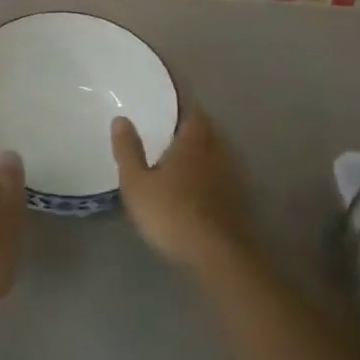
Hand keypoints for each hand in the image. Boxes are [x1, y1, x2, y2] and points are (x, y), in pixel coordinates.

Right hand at [112, 107, 252, 270]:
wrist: (217, 255)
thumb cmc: (171, 213)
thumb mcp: (136, 183)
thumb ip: (128, 150)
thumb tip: (121, 118)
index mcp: (193, 143)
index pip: (195, 113)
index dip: (185, 106)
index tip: (172, 104)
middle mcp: (217, 153)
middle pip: (209, 132)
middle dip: (195, 130)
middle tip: (174, 131)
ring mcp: (232, 178)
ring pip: (218, 155)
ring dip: (205, 154)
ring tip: (185, 159)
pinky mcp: (239, 202)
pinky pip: (224, 178)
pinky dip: (212, 177)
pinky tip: (200, 189)